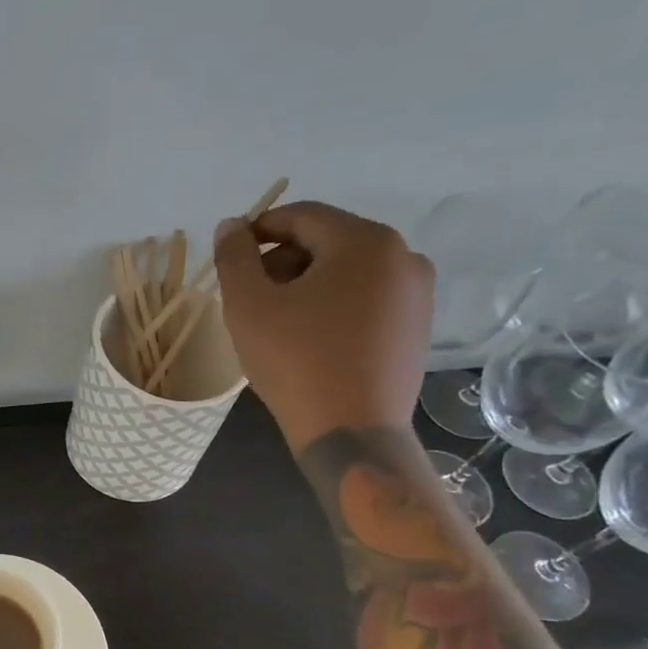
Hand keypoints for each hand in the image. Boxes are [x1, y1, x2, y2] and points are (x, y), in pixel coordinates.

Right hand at [212, 200, 433, 450]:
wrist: (352, 432)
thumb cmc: (296, 362)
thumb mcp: (248, 305)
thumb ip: (234, 257)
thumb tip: (232, 225)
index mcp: (365, 241)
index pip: (301, 216)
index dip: (259, 230)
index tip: (230, 256)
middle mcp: (402, 256)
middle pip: (327, 242)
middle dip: (282, 262)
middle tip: (249, 297)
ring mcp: (416, 294)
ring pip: (347, 272)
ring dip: (306, 285)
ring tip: (276, 322)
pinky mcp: (417, 327)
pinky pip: (366, 299)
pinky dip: (333, 306)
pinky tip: (310, 339)